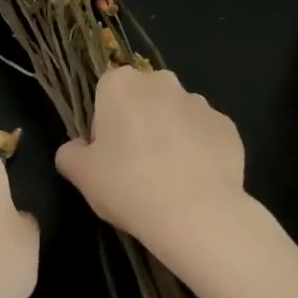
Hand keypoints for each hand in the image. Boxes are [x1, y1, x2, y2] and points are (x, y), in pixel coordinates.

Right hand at [55, 67, 246, 264]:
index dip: (105, 122)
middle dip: (140, 121)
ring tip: (170, 178)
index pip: (106, 91)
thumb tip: (75, 149)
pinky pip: (205, 134)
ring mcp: (199, 102)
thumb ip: (70, 154)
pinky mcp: (227, 126)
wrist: (197, 215)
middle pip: (144, 97)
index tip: (108, 153)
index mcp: (121, 83)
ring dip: (171, 134)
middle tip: (136, 165)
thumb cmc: (129, 186)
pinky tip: (196, 181)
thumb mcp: (82, 175)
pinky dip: (200, 151)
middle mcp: (161, 82)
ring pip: (177, 114)